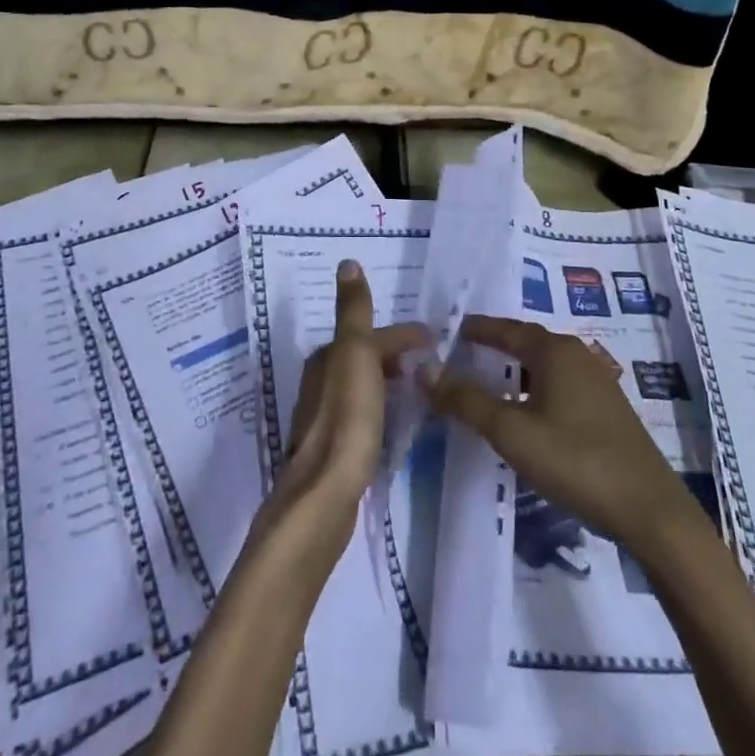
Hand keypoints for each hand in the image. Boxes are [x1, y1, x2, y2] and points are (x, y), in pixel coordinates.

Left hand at [268, 260, 428, 540]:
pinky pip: (361, 414)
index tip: (435, 341)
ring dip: (387, 382)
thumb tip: (347, 262)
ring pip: (361, 386)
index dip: (402, 335)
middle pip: (363, 357)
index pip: (370, 333)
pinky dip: (380, 408)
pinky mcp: (332, 449)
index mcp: (326, 357)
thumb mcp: (355, 352)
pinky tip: (393, 425)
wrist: (325, 493)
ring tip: (417, 392)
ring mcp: (323, 416)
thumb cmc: (347, 417)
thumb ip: (354, 311)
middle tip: (429, 365)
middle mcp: (319, 381)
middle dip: (395, 356)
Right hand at [423, 314, 685, 547]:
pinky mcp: (608, 412)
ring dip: (517, 371)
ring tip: (490, 384)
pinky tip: (528, 415)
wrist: (651, 513)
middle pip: (528, 343)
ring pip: (546, 367)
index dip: (478, 329)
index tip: (451, 330)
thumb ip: (465, 400)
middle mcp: (578, 356)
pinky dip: (536, 390)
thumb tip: (424, 369)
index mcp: (555, 351)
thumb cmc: (576, 461)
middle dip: (497, 347)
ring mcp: (598, 384)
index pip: (506, 329)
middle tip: (464, 355)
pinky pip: (561, 387)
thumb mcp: (511, 431)